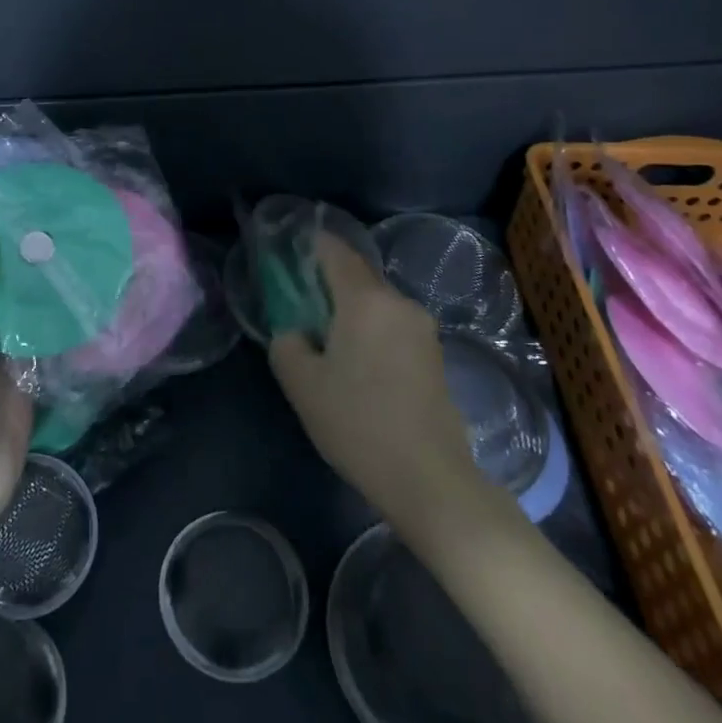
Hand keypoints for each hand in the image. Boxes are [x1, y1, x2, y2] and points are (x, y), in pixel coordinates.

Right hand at [269, 233, 513, 550]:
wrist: (429, 478)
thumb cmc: (358, 423)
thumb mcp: (302, 384)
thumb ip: (286, 343)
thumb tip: (294, 331)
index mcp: (365, 299)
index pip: (335, 251)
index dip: (312, 244)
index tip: (291, 249)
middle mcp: (399, 302)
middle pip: (359, 274)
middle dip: (330, 277)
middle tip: (301, 296)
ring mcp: (422, 328)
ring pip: (378, 301)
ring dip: (351, 305)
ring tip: (327, 332)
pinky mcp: (435, 354)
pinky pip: (393, 324)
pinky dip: (371, 326)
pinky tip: (357, 357)